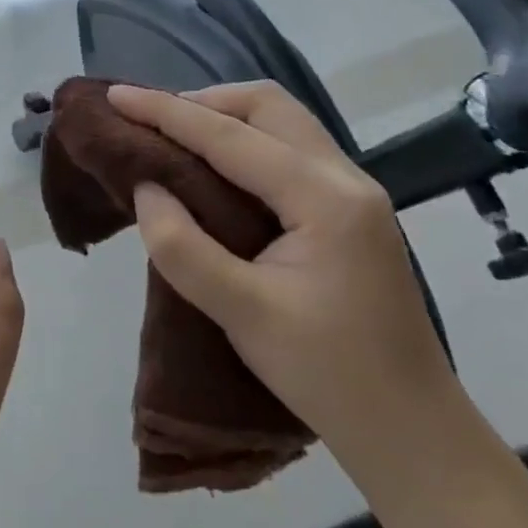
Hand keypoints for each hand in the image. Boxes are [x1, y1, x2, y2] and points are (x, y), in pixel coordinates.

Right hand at [107, 82, 464, 482]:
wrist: (412, 430)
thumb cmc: (329, 375)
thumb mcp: (243, 315)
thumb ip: (183, 247)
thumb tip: (145, 188)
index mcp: (324, 198)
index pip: (230, 136)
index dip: (166, 111)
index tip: (115, 96)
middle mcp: (345, 178)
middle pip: (268, 106)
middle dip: (202, 101)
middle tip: (149, 121)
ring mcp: (353, 193)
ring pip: (282, 123)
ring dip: (225, 118)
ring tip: (173, 138)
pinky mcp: (349, 212)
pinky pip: (289, 151)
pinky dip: (244, 143)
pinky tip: (215, 171)